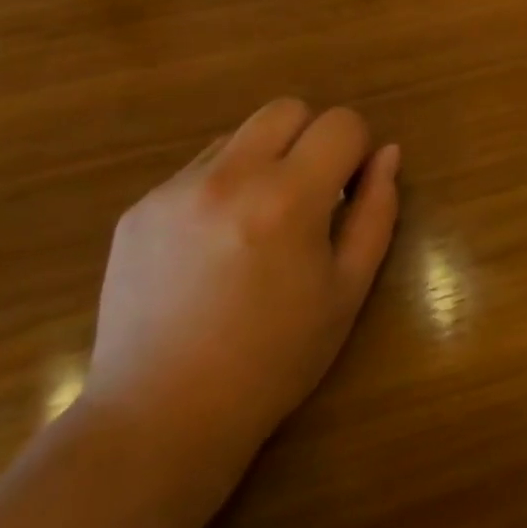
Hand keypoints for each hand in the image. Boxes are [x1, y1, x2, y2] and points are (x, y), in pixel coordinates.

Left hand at [81, 100, 399, 481]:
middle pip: (287, 109)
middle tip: (310, 195)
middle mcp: (229, 177)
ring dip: (264, 159)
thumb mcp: (347, 289)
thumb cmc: (274, 359)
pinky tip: (214, 246)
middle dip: (311, 138)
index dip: (356, 149)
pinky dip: (222, 186)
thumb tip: (387, 154)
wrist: (161, 418)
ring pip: (240, 134)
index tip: (349, 190)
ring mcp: (175, 190)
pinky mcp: (140, 208)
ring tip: (258, 223)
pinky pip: (198, 169)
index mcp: (288, 198)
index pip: (341, 123)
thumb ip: (376, 211)